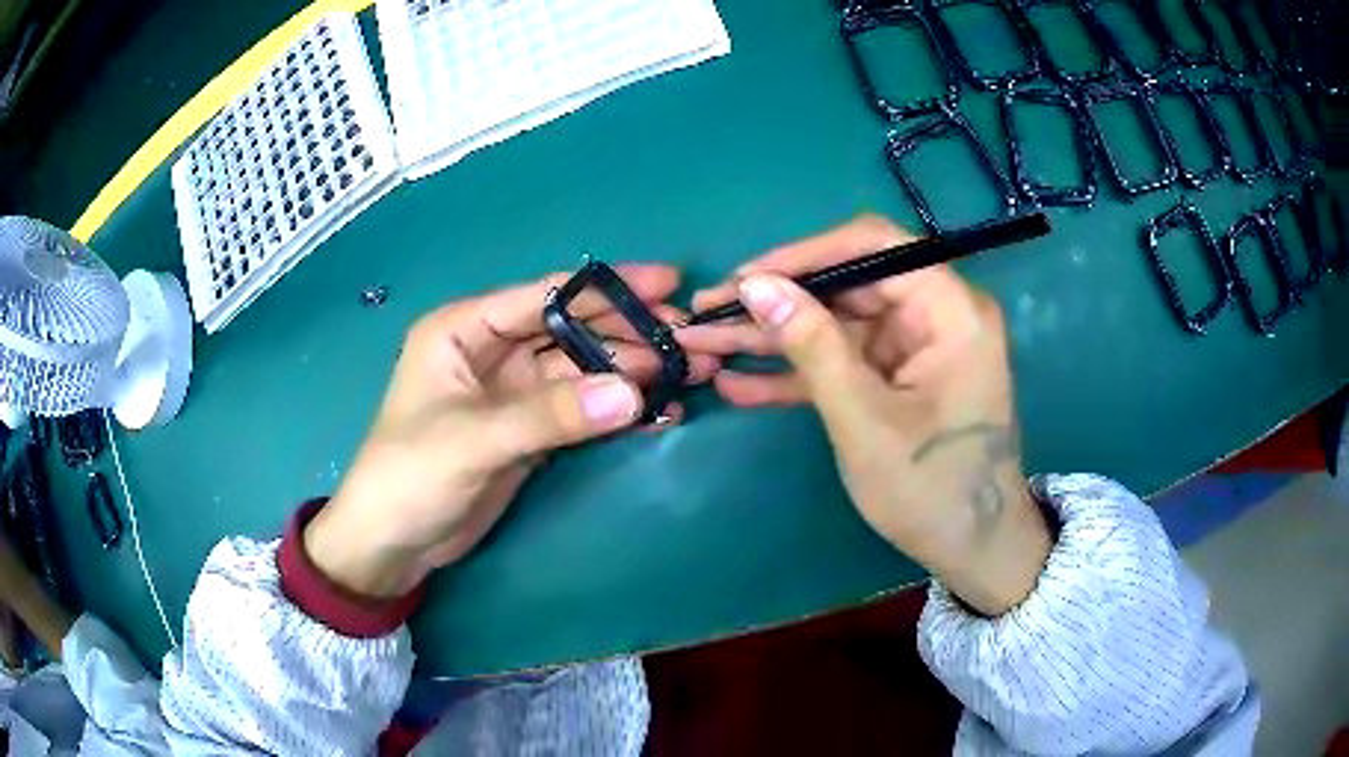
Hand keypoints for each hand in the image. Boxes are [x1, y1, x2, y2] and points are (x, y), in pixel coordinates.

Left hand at [306, 265, 718, 597]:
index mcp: (465, 330)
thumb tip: (634, 392)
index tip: (668, 283)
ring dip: (630, 370)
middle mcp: (492, 351)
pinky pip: (580, 409)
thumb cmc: (411, 475)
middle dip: (628, 331)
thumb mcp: (474, 440)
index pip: (545, 296)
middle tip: (688, 336)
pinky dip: (615, 409)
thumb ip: (551, 415)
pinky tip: (657, 409)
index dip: (606, 289)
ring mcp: (513, 392)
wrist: (393, 543)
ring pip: (581, 369)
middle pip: (571, 329)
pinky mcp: (528, 430)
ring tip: (688, 371)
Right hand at [679, 216, 1048, 614]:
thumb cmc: (931, 490)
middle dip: (775, 302)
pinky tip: (740, 384)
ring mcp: (915, 348)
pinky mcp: (897, 378)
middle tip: (707, 314)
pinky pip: (844, 361)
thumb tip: (754, 286)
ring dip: (774, 338)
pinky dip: (798, 373)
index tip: (742, 279)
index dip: (802, 256)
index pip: (872, 247)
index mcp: (950, 310)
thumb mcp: (864, 419)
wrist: (972, 551)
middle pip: (847, 285)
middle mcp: (936, 314)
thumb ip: (812, 346)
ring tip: (705, 343)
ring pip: (835, 324)